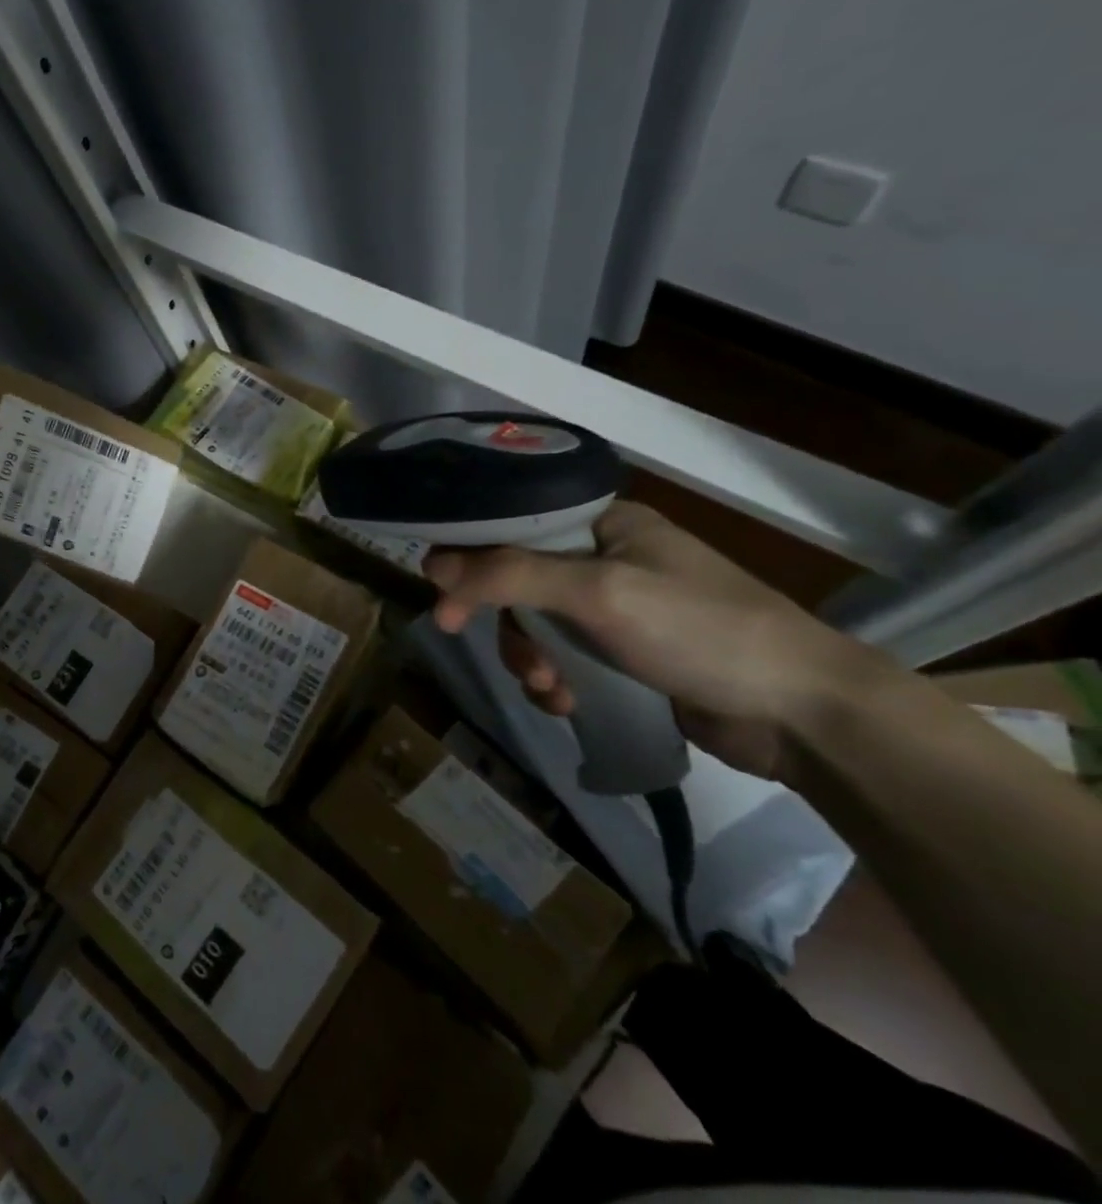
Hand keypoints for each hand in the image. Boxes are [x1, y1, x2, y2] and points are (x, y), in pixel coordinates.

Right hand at [423, 501, 900, 781]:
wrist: (804, 714)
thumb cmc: (700, 631)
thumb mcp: (599, 593)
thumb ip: (511, 574)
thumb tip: (432, 562)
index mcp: (603, 523)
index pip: (513, 525)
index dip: (471, 556)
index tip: (442, 595)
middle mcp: (606, 557)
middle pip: (517, 579)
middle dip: (505, 621)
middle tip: (486, 647)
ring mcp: (618, 608)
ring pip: (536, 624)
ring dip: (529, 658)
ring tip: (548, 689)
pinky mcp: (626, 654)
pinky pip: (564, 657)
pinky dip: (555, 681)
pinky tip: (566, 704)